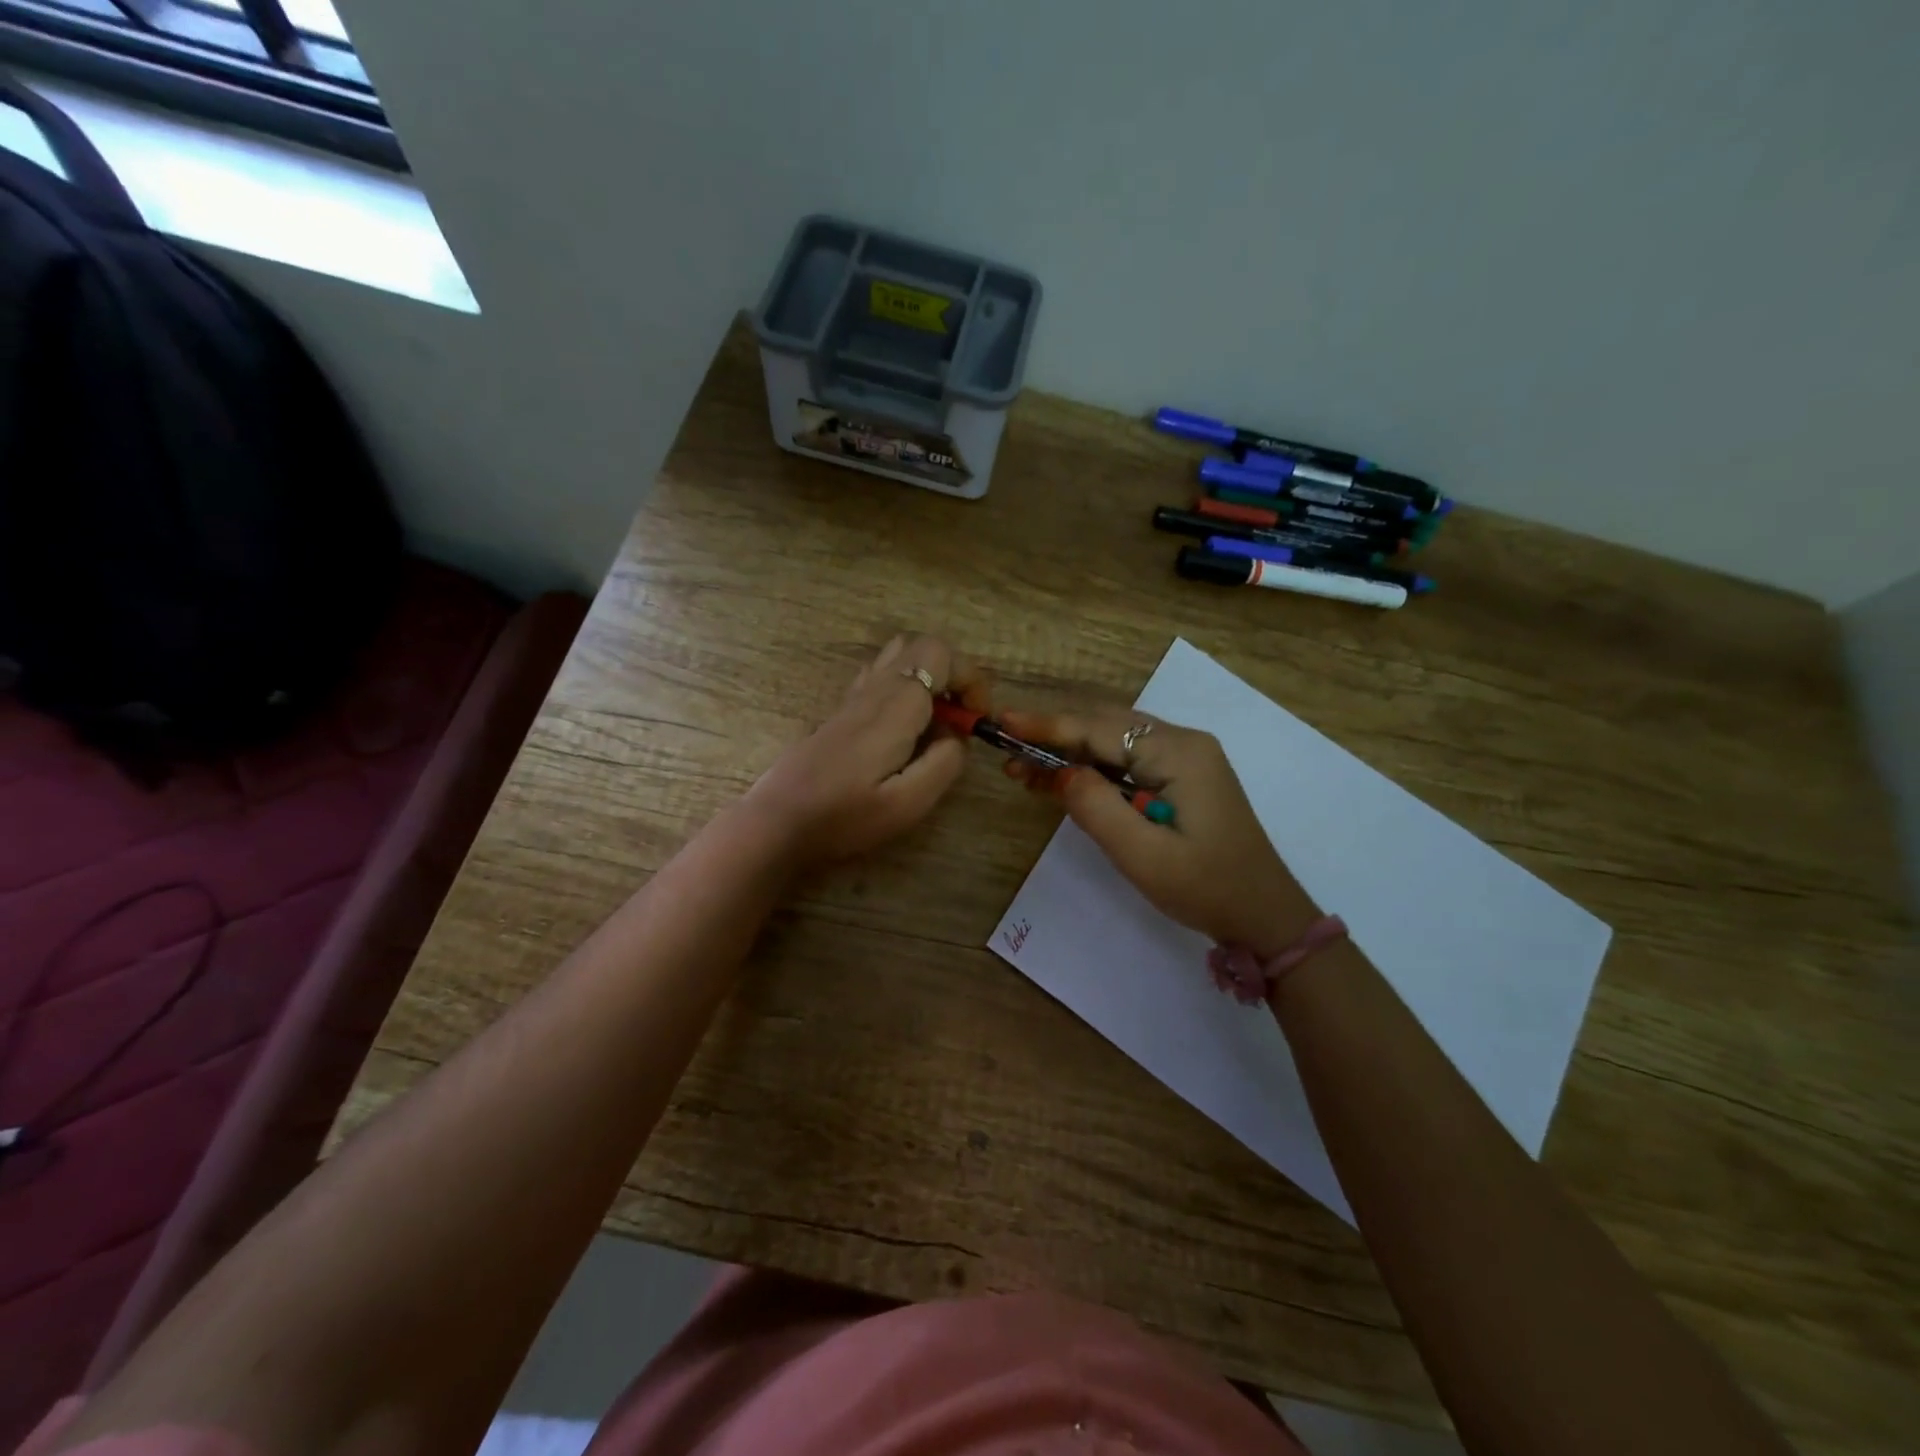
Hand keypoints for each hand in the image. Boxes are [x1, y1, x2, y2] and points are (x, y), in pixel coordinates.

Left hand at [746, 634, 990, 865]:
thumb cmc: (844, 817)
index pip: (941, 655)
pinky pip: (879, 675)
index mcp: (895, 706)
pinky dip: (903, 687)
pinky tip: (902, 728)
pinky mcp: (841, 712)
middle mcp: (874, 690)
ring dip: (927, 678)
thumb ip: (944, 764)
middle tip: (959, 719)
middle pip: (922, 646)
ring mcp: (853, 698)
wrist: (778, 822)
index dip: (971, 678)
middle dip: (954, 674)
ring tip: (934, 721)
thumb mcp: (908, 803)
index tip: (977, 719)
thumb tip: (956, 737)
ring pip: (898, 656)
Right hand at [998, 707, 1320, 957]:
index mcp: (1178, 753)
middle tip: (1006, 751)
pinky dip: (1092, 768)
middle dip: (1054, 737)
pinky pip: (1127, 761)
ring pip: (1113, 742)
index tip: (1003, 720)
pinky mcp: (1182, 777)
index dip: (1048, 726)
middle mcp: (1183, 743)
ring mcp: (1185, 758)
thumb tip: (1058, 772)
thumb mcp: (1143, 855)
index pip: (1099, 729)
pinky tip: (1061, 780)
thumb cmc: (1206, 887)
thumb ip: (1095, 807)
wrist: (1265, 915)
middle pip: (1105, 726)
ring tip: (1022, 769)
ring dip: (1069, 753)